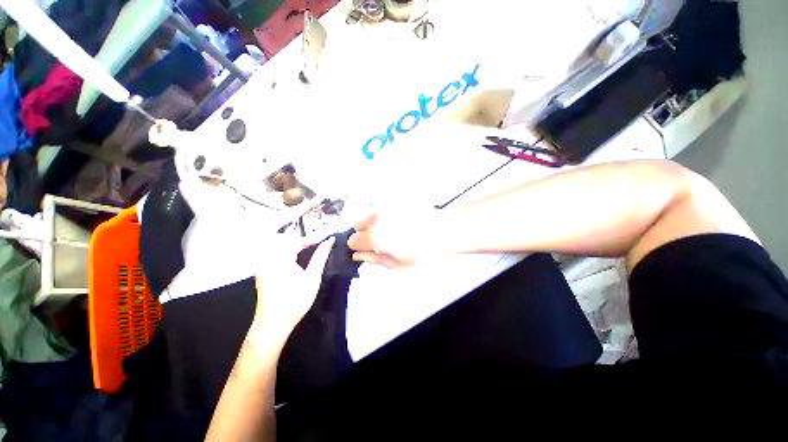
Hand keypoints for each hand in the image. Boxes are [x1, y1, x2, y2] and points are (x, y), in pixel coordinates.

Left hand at [251, 238, 333, 342]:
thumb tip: (330, 241)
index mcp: (280, 259)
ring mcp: (262, 265)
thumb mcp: (312, 278)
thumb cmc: (296, 301)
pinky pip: (272, 254)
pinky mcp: (261, 271)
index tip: (324, 240)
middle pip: (285, 239)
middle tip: (316, 245)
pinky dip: (285, 252)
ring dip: (293, 245)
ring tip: (307, 250)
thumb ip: (321, 257)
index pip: (296, 240)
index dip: (311, 239)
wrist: (273, 324)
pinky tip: (294, 259)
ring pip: (277, 246)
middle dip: (301, 240)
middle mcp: (268, 259)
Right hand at [348, 211, 448, 268]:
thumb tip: (358, 256)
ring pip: (369, 214)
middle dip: (366, 233)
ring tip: (393, 229)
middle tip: (382, 239)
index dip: (359, 245)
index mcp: (375, 237)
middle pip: (358, 224)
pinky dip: (386, 214)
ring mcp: (386, 207)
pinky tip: (399, 221)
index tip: (367, 247)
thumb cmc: (423, 250)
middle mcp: (377, 219)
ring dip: (375, 222)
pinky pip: (382, 208)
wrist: (442, 231)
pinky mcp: (393, 200)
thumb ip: (373, 259)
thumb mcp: (397, 263)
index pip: (353, 240)